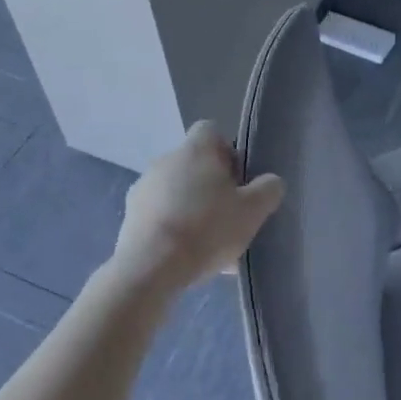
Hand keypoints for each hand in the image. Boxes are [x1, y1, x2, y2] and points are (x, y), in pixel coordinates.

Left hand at [109, 122, 283, 298]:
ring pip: (176, 192)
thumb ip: (268, 190)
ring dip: (191, 209)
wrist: (151, 267)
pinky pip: (160, 216)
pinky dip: (173, 229)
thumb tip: (271, 181)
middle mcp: (166, 160)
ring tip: (210, 246)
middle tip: (229, 216)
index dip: (227, 152)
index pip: (211, 131)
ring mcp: (143, 188)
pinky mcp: (130, 217)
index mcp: (195, 149)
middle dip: (211, 187)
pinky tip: (187, 258)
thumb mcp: (252, 211)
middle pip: (194, 164)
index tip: (237, 179)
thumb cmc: (207, 228)